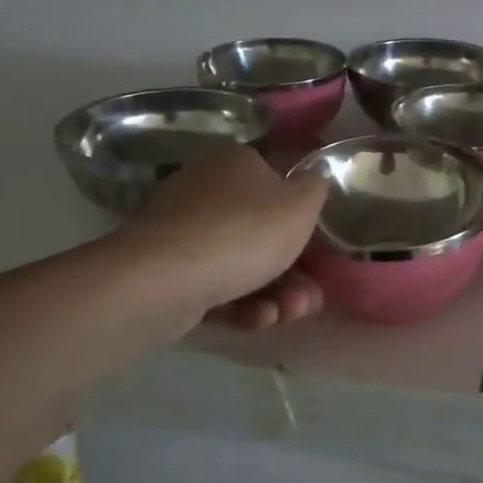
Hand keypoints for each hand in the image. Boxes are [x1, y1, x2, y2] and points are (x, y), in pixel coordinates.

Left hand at [124, 146, 328, 328]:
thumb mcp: (302, 204)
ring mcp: (181, 231)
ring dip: (274, 293)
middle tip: (308, 298)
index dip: (300, 220)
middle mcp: (205, 189)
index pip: (276, 184)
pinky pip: (213, 285)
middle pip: (261, 232)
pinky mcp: (165, 272)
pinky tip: (256, 319)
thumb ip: (315, 188)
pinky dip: (240, 304)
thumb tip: (312, 180)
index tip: (317, 251)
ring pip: (240, 263)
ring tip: (287, 315)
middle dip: (292, 272)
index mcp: (235, 162)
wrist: (166, 278)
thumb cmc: (245, 230)